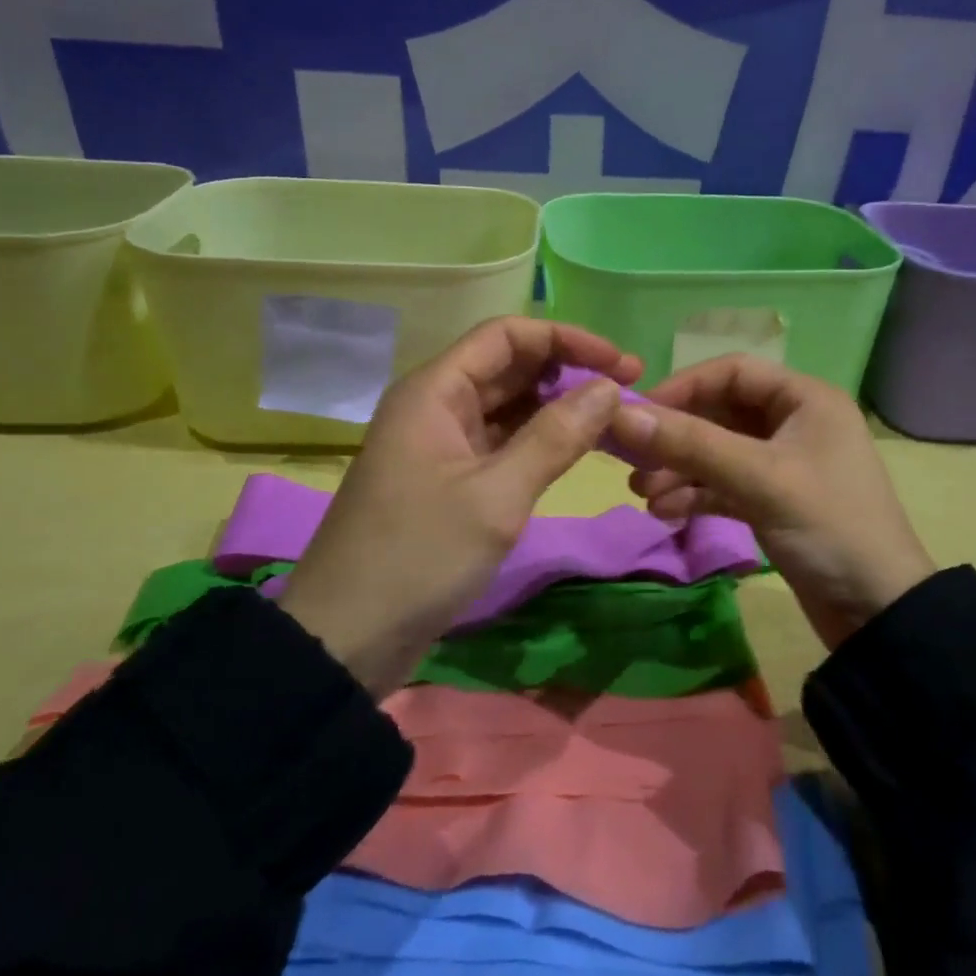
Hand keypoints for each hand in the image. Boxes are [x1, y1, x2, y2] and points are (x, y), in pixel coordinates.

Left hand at [277, 317, 640, 695]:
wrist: (345, 639)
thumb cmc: (418, 557)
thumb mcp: (496, 496)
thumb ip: (556, 437)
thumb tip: (610, 388)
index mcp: (435, 391)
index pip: (507, 335)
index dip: (567, 340)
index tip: (622, 364)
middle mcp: (437, 405)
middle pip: (510, 366)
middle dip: (569, 372)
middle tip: (630, 391)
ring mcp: (441, 444)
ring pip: (509, 406)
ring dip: (558, 407)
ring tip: (613, 420)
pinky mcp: (449, 479)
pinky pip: (502, 442)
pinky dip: (540, 441)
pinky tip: (577, 450)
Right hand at [607, 356, 933, 649]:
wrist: (878, 612)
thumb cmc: (828, 527)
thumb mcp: (760, 479)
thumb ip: (691, 444)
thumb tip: (621, 415)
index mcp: (805, 399)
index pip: (732, 371)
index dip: (683, 387)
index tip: (638, 415)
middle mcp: (793, 422)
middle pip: (719, 412)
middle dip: (676, 437)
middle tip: (632, 462)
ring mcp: (782, 464)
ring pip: (717, 452)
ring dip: (679, 469)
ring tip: (644, 496)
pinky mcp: (772, 501)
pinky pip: (724, 484)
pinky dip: (695, 494)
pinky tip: (666, 512)